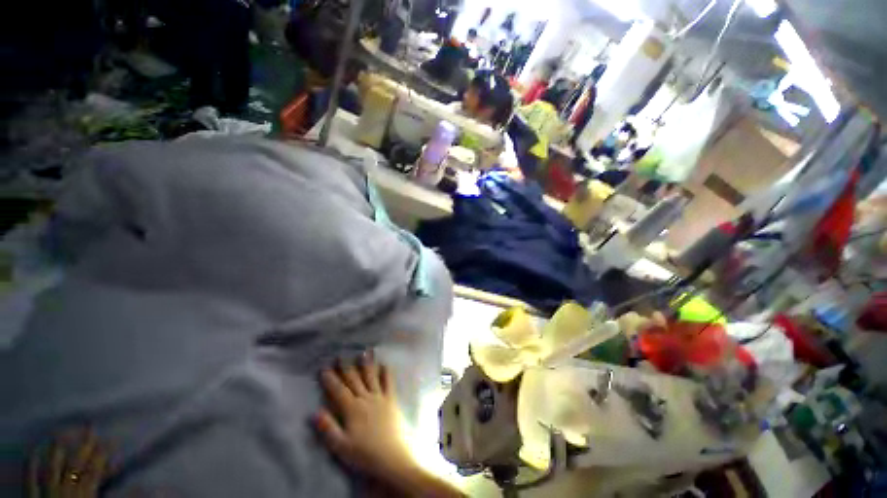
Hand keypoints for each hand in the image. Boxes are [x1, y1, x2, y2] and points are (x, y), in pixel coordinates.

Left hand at [28, 429, 108, 497]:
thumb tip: (143, 485)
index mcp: (85, 494)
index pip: (96, 468)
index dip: (104, 453)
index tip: (113, 440)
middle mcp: (66, 489)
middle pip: (75, 463)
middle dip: (84, 445)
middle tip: (91, 427)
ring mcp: (47, 493)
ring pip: (51, 468)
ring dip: (56, 450)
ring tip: (60, 434)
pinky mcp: (33, 497)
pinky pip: (29, 480)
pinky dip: (31, 465)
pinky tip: (32, 453)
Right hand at [315, 354, 415, 482]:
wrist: (391, 457)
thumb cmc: (364, 453)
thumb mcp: (340, 446)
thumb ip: (328, 428)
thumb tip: (315, 412)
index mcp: (352, 409)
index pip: (338, 391)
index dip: (330, 379)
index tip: (324, 368)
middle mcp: (366, 398)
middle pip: (354, 380)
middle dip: (346, 367)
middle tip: (341, 355)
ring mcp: (380, 397)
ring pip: (372, 377)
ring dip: (367, 364)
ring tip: (364, 351)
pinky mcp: (391, 399)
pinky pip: (389, 383)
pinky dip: (386, 372)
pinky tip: (385, 364)